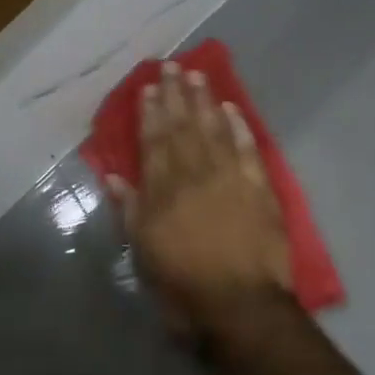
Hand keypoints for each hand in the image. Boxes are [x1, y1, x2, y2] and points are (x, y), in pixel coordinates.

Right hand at [110, 61, 291, 330]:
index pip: (154, 142)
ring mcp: (230, 179)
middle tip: (171, 66)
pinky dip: (239, 127)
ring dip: (205, 102)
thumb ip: (129, 209)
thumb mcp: (143, 253)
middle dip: (176, 96)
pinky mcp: (260, 189)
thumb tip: (113, 174)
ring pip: (215, 130)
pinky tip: (232, 109)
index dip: (150, 113)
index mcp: (163, 191)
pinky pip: (248, 149)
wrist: (241, 307)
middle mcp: (195, 175)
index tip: (148, 87)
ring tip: (197, 76)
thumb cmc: (183, 286)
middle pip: (184, 128)